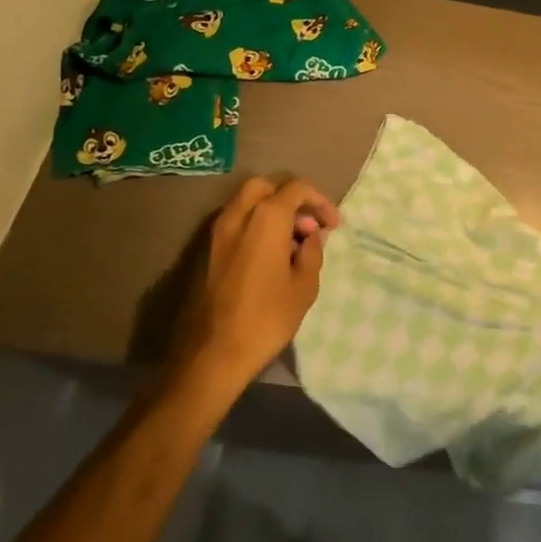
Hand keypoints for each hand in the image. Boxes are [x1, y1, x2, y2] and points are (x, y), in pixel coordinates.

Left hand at [165, 176, 339, 406]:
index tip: (333, 225)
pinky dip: (256, 226)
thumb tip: (311, 237)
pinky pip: (236, 223)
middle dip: (291, 198)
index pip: (297, 189)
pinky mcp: (208, 252)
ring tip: (292, 243)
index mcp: (266, 218)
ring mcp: (218, 233)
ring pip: (248, 203)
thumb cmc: (266, 318)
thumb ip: (312, 252)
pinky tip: (270, 255)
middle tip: (308, 225)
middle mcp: (238, 215)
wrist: (212, 355)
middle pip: (267, 186)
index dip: (320, 202)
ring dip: (272, 212)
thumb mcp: (304, 286)